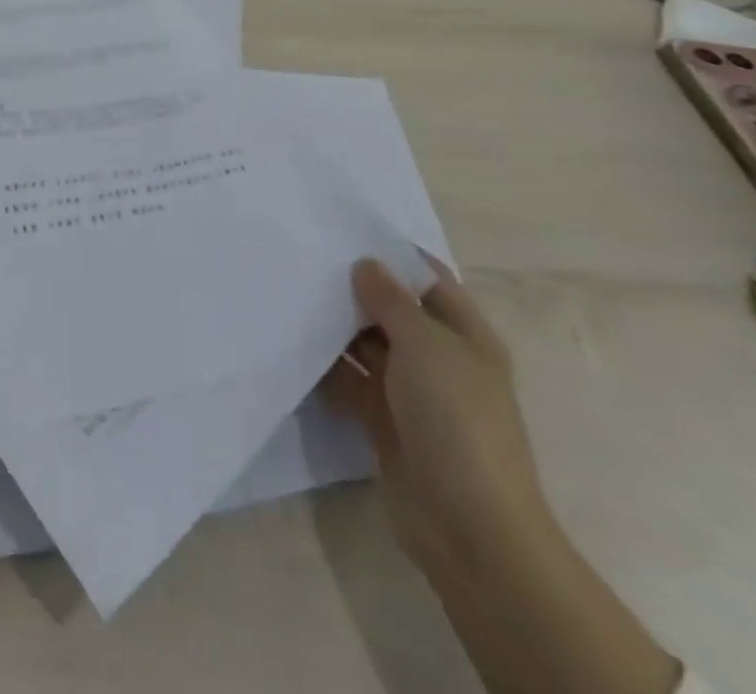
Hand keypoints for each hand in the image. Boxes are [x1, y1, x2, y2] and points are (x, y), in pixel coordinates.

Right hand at [322, 257, 558, 584]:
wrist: (468, 526)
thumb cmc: (456, 420)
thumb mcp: (425, 345)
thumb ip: (391, 299)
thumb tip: (364, 264)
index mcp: (465, 336)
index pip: (428, 279)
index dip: (393, 254)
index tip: (343, 229)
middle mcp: (438, 358)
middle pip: (392, 310)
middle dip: (354, 288)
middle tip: (302, 257)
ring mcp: (410, 392)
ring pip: (366, 345)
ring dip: (335, 327)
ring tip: (287, 293)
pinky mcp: (382, 421)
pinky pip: (349, 381)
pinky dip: (326, 367)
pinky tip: (290, 345)